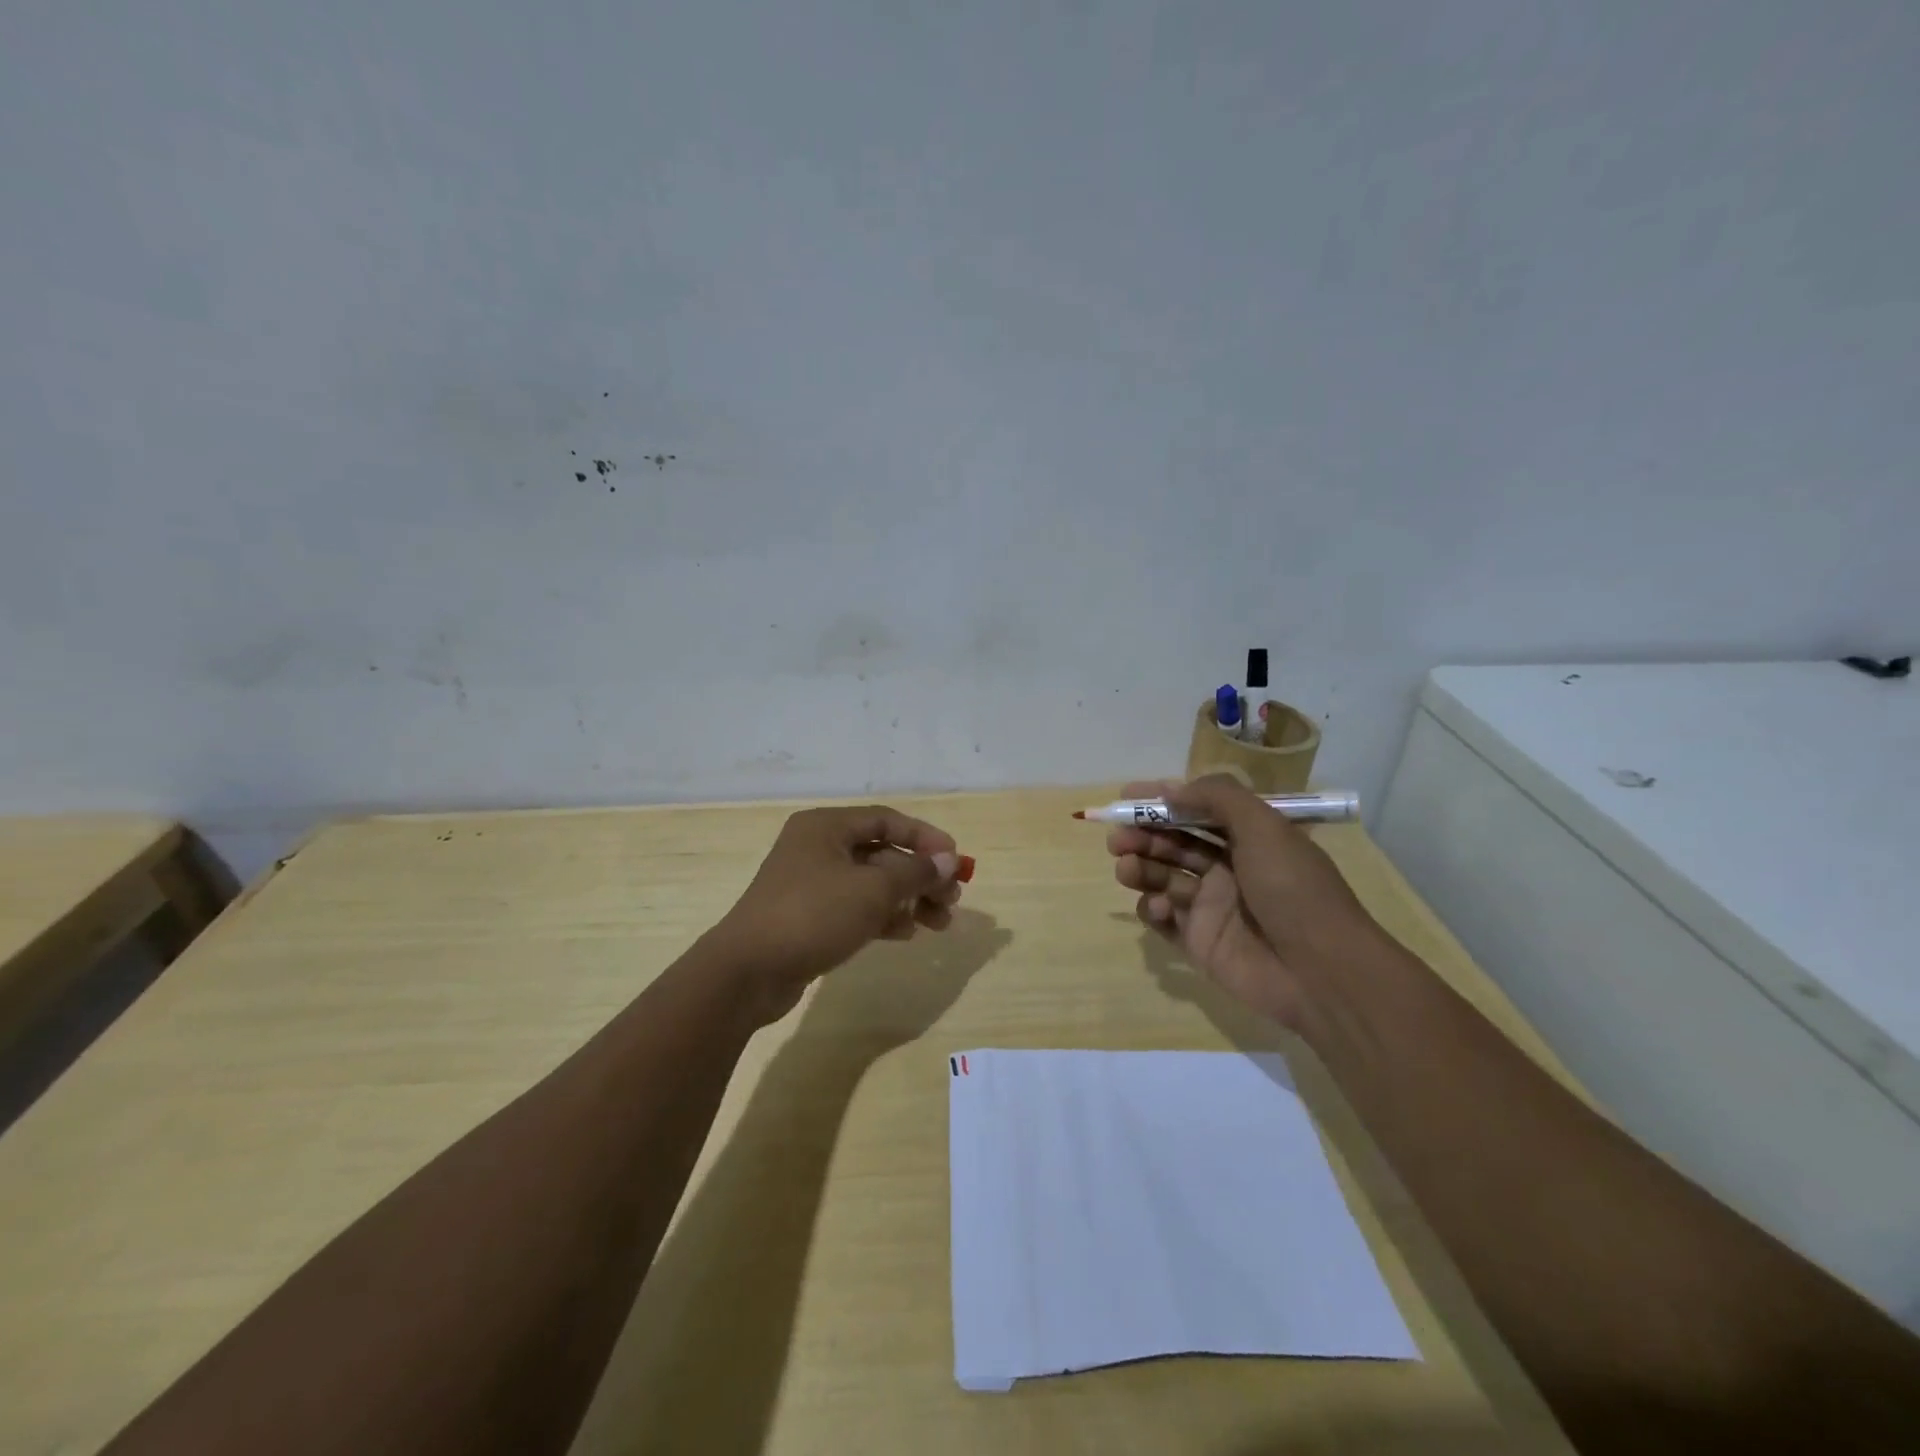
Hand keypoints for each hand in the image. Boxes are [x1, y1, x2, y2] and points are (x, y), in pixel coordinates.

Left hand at [708, 805, 963, 1022]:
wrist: (748, 971)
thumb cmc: (813, 915)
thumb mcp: (872, 890)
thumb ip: (915, 872)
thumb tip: (949, 860)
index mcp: (826, 827)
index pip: (887, 820)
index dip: (925, 837)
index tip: (955, 859)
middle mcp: (818, 848)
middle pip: (882, 853)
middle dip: (920, 876)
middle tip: (952, 899)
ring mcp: (811, 884)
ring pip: (871, 884)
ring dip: (908, 899)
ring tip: (940, 922)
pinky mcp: (809, 917)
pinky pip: (855, 908)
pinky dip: (883, 916)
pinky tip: (906, 933)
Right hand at [1108, 776, 1385, 1027]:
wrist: (1320, 970)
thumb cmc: (1293, 889)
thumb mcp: (1263, 827)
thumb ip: (1217, 797)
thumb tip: (1169, 789)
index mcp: (1248, 837)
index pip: (1197, 810)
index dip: (1162, 801)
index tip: (1126, 797)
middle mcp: (1228, 867)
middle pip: (1174, 842)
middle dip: (1143, 835)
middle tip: (1118, 839)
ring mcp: (1212, 905)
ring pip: (1163, 877)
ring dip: (1141, 868)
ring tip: (1126, 869)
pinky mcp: (1199, 941)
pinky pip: (1164, 918)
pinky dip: (1153, 909)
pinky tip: (1160, 907)